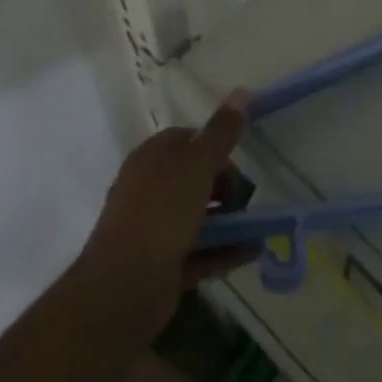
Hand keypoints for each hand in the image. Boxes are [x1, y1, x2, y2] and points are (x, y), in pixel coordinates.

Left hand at [73, 92, 257, 331]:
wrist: (122, 291)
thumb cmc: (161, 214)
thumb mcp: (197, 164)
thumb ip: (221, 132)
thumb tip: (241, 90)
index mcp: (151, 158)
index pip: (187, 139)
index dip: (215, 146)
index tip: (238, 160)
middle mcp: (149, 189)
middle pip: (194, 178)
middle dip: (225, 186)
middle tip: (247, 197)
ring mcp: (153, 229)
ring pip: (198, 216)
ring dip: (230, 220)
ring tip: (259, 226)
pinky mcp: (161, 265)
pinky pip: (200, 250)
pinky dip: (225, 249)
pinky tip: (253, 250)